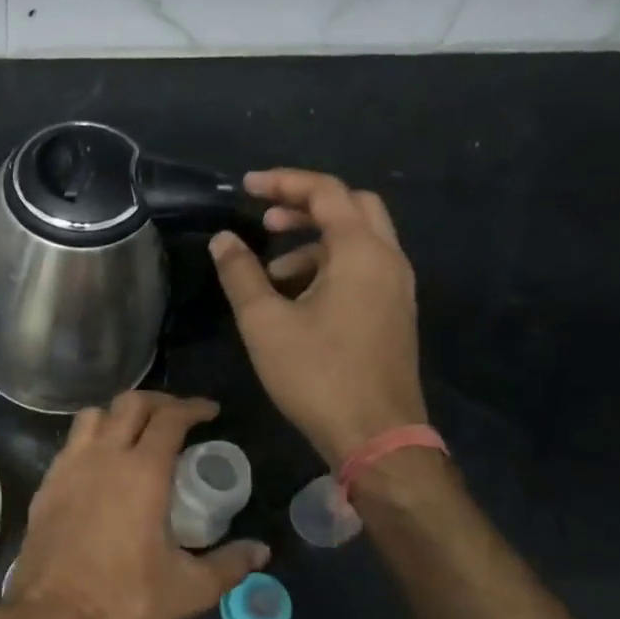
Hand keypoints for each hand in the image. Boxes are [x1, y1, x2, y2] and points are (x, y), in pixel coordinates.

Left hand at [6, 392, 267, 618]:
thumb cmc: (124, 600)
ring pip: (93, 416)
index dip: (193, 407)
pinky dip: (91, 440)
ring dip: (118, 414)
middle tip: (178, 417)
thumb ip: (229, 566)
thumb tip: (260, 551)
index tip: (210, 412)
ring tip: (136, 433)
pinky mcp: (46, 486)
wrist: (52, 618)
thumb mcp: (189, 589)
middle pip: (130, 403)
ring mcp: (68, 468)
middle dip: (159, 402)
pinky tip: (101, 467)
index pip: (170, 418)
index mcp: (142, 472)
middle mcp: (103, 457)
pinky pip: (71, 445)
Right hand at [209, 169, 425, 464]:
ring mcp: (397, 288)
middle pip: (352, 206)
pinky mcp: (394, 312)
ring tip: (271, 272)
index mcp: (360, 252)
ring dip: (315, 241)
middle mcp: (388, 259)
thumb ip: (241, 274)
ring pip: (359, 239)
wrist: (375, 435)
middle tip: (265, 221)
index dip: (283, 183)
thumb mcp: (265, 322)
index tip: (245, 187)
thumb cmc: (317, 374)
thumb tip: (223, 240)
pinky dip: (330, 265)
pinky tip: (297, 299)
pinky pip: (364, 268)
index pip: (326, 192)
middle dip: (306, 205)